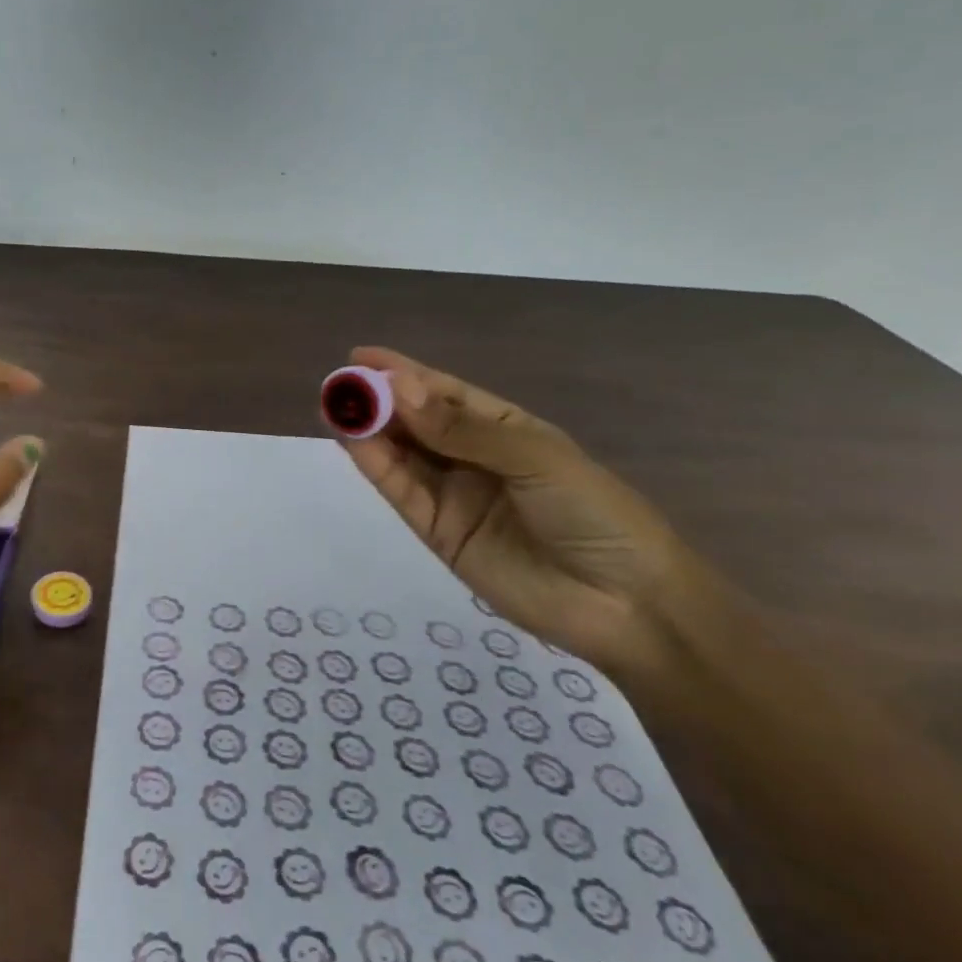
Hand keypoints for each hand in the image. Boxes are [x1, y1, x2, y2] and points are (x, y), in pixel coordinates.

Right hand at [339, 347, 727, 683]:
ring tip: (336, 407)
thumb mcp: (534, 459)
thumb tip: (398, 390)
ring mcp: (453, 495)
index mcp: (505, 428)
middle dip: (378, 400)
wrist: (625, 605)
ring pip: (402, 454)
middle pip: (416, 421)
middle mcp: (472, 457)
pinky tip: (353, 441)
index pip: (444, 393)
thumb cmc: (594, 513)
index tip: (360, 356)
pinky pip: (402, 491)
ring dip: (370, 430)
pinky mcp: (438, 532)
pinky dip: (376, 466)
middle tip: (338, 383)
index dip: (402, 373)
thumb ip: (461, 430)